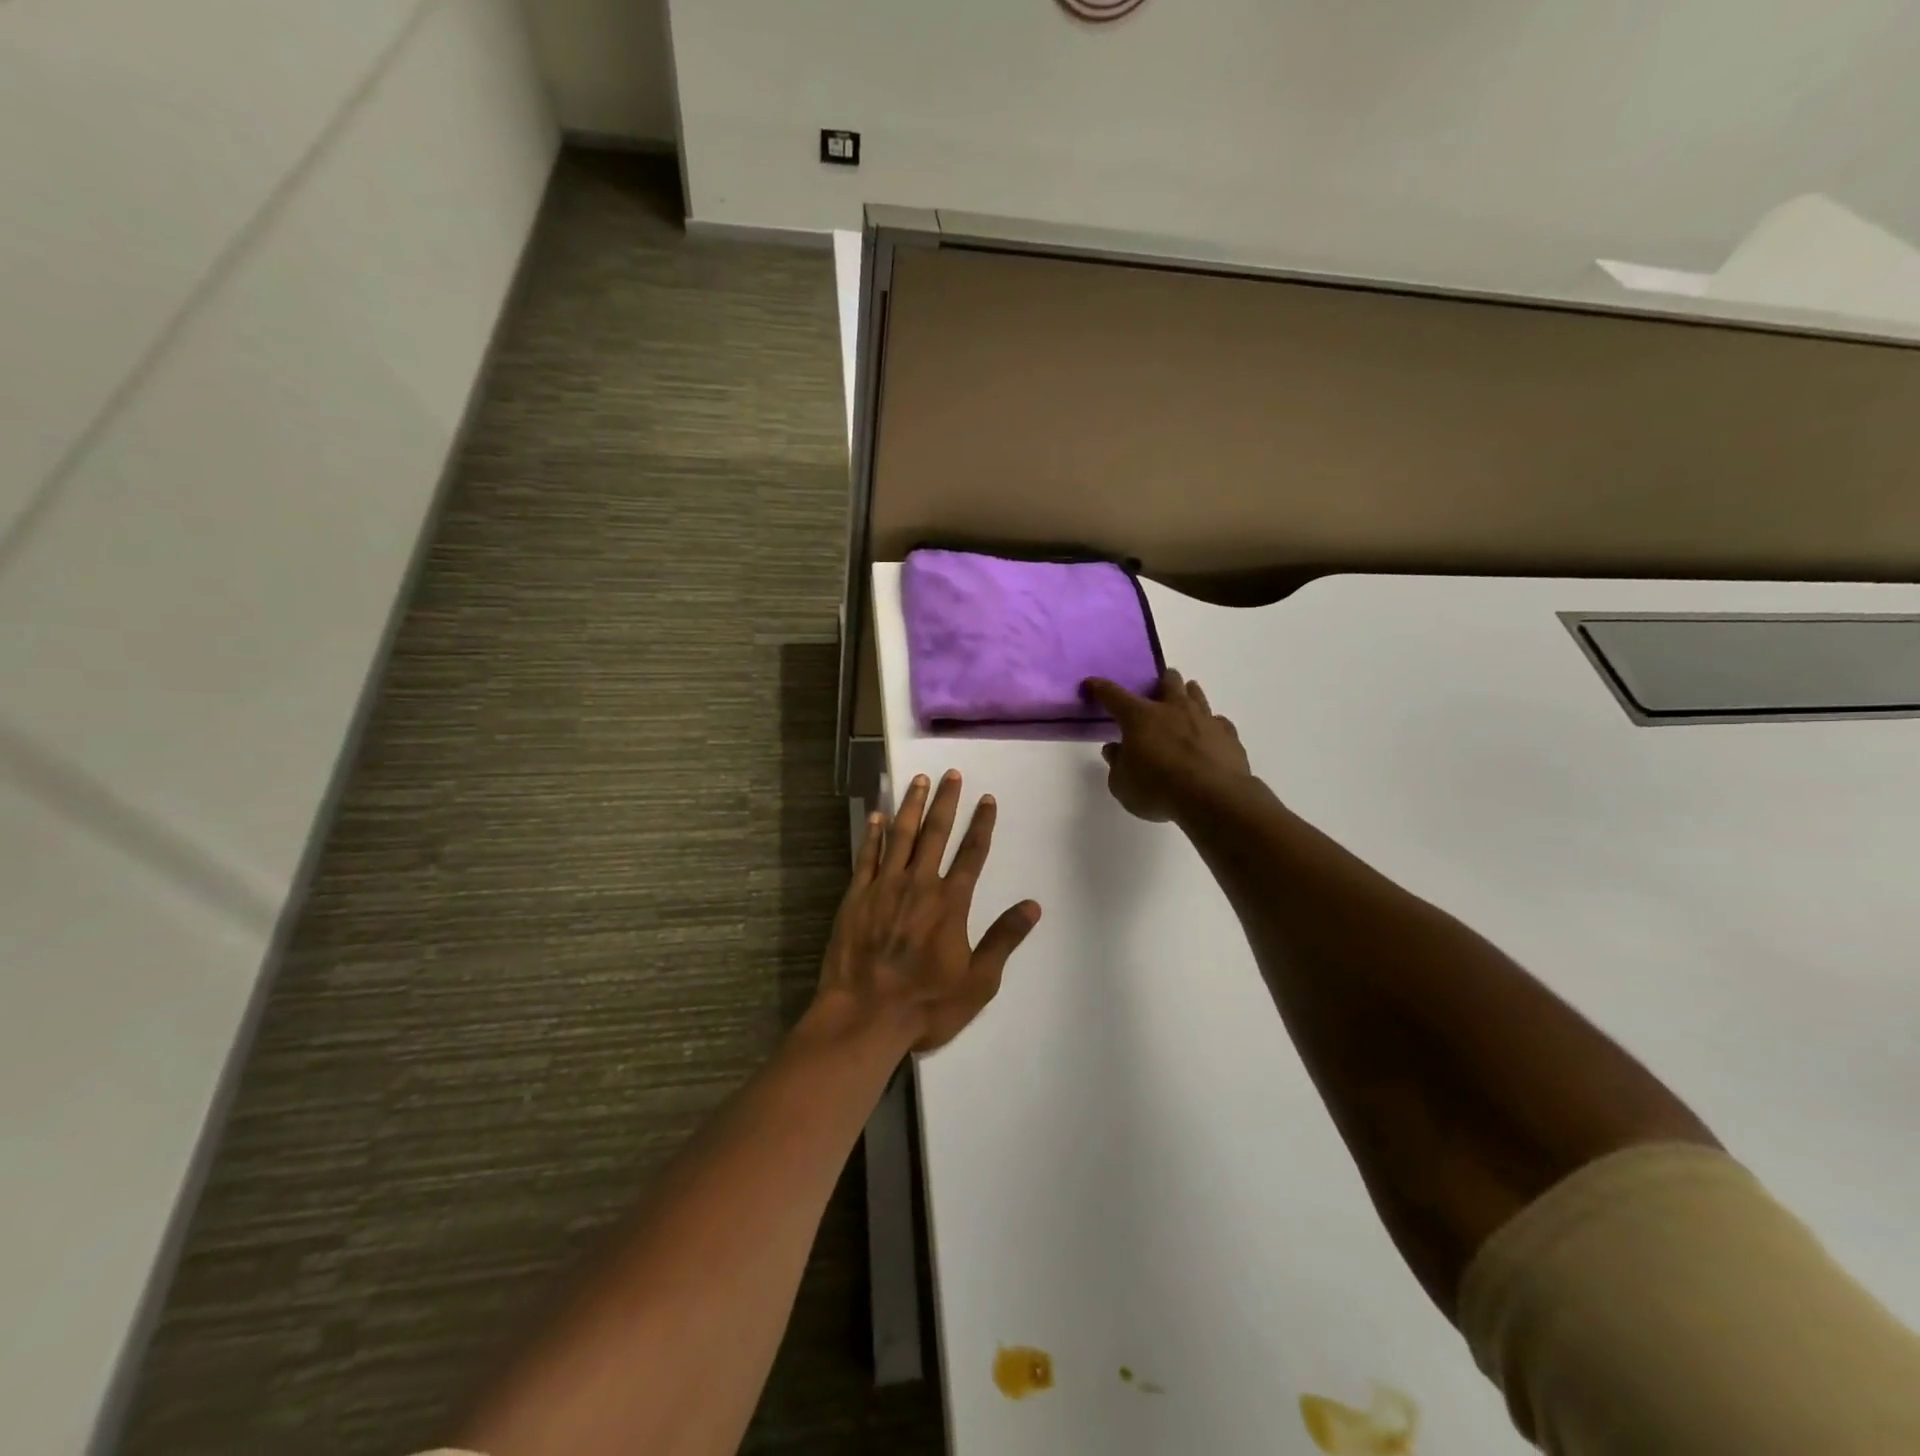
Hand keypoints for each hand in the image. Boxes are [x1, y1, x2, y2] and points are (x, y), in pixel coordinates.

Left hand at [815, 770, 1040, 1052]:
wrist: (864, 1016)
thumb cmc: (926, 1004)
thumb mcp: (978, 982)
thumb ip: (1004, 939)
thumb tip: (1032, 906)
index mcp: (950, 903)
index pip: (972, 854)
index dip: (981, 824)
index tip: (987, 799)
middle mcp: (919, 885)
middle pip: (935, 834)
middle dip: (945, 802)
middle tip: (950, 774)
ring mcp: (884, 888)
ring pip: (900, 836)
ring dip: (911, 806)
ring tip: (918, 780)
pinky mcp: (856, 897)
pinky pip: (867, 857)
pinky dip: (873, 834)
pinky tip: (877, 815)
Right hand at [1083, 669, 1251, 822]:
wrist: (1213, 798)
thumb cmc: (1158, 789)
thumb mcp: (1122, 784)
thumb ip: (1117, 763)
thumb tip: (1114, 748)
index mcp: (1140, 717)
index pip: (1113, 695)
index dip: (1100, 688)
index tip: (1091, 684)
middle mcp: (1173, 709)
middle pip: (1167, 682)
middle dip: (1160, 681)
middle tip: (1156, 689)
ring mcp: (1204, 719)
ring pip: (1196, 695)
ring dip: (1188, 694)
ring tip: (1185, 697)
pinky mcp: (1228, 736)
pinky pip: (1218, 722)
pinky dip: (1211, 725)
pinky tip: (1210, 733)